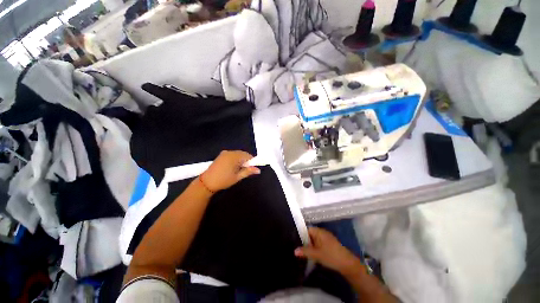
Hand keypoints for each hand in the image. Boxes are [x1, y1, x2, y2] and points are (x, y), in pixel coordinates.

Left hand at [201, 150, 260, 191]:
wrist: (206, 182)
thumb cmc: (223, 180)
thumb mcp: (237, 177)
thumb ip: (248, 171)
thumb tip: (258, 170)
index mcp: (234, 157)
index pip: (248, 156)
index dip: (252, 162)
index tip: (252, 169)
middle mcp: (230, 152)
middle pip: (243, 154)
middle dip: (246, 161)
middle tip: (245, 170)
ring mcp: (225, 153)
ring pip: (238, 154)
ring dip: (241, 160)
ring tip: (239, 169)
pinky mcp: (221, 155)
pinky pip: (232, 154)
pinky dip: (236, 159)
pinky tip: (233, 167)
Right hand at [295, 227, 363, 277]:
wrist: (348, 264)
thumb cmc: (331, 256)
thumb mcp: (317, 254)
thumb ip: (305, 251)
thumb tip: (294, 250)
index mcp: (319, 231)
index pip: (307, 229)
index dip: (301, 234)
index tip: (294, 240)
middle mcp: (322, 232)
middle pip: (310, 234)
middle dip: (305, 241)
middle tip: (297, 247)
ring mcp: (327, 238)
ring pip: (315, 239)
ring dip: (310, 245)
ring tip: (303, 251)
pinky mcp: (330, 244)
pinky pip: (319, 243)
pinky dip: (315, 247)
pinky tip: (312, 254)